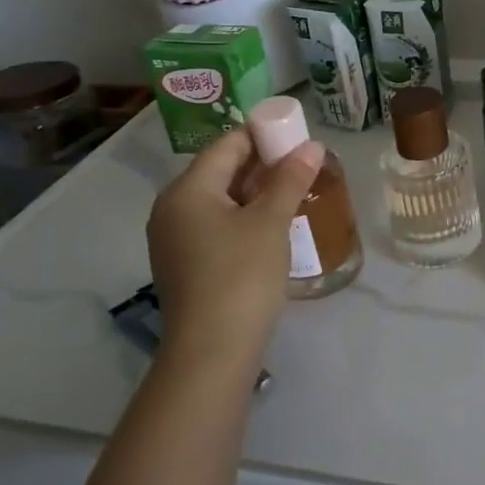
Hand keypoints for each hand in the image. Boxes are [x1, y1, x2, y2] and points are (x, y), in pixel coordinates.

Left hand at [145, 130, 323, 370]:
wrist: (212, 351)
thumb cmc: (241, 275)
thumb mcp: (271, 221)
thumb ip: (290, 179)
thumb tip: (312, 146)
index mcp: (187, 189)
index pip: (227, 144)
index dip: (264, 134)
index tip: (298, 134)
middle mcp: (172, 208)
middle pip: (221, 170)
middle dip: (263, 163)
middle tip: (303, 163)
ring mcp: (174, 238)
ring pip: (220, 198)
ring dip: (256, 191)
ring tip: (294, 190)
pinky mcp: (184, 263)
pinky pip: (215, 223)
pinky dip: (243, 215)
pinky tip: (272, 223)